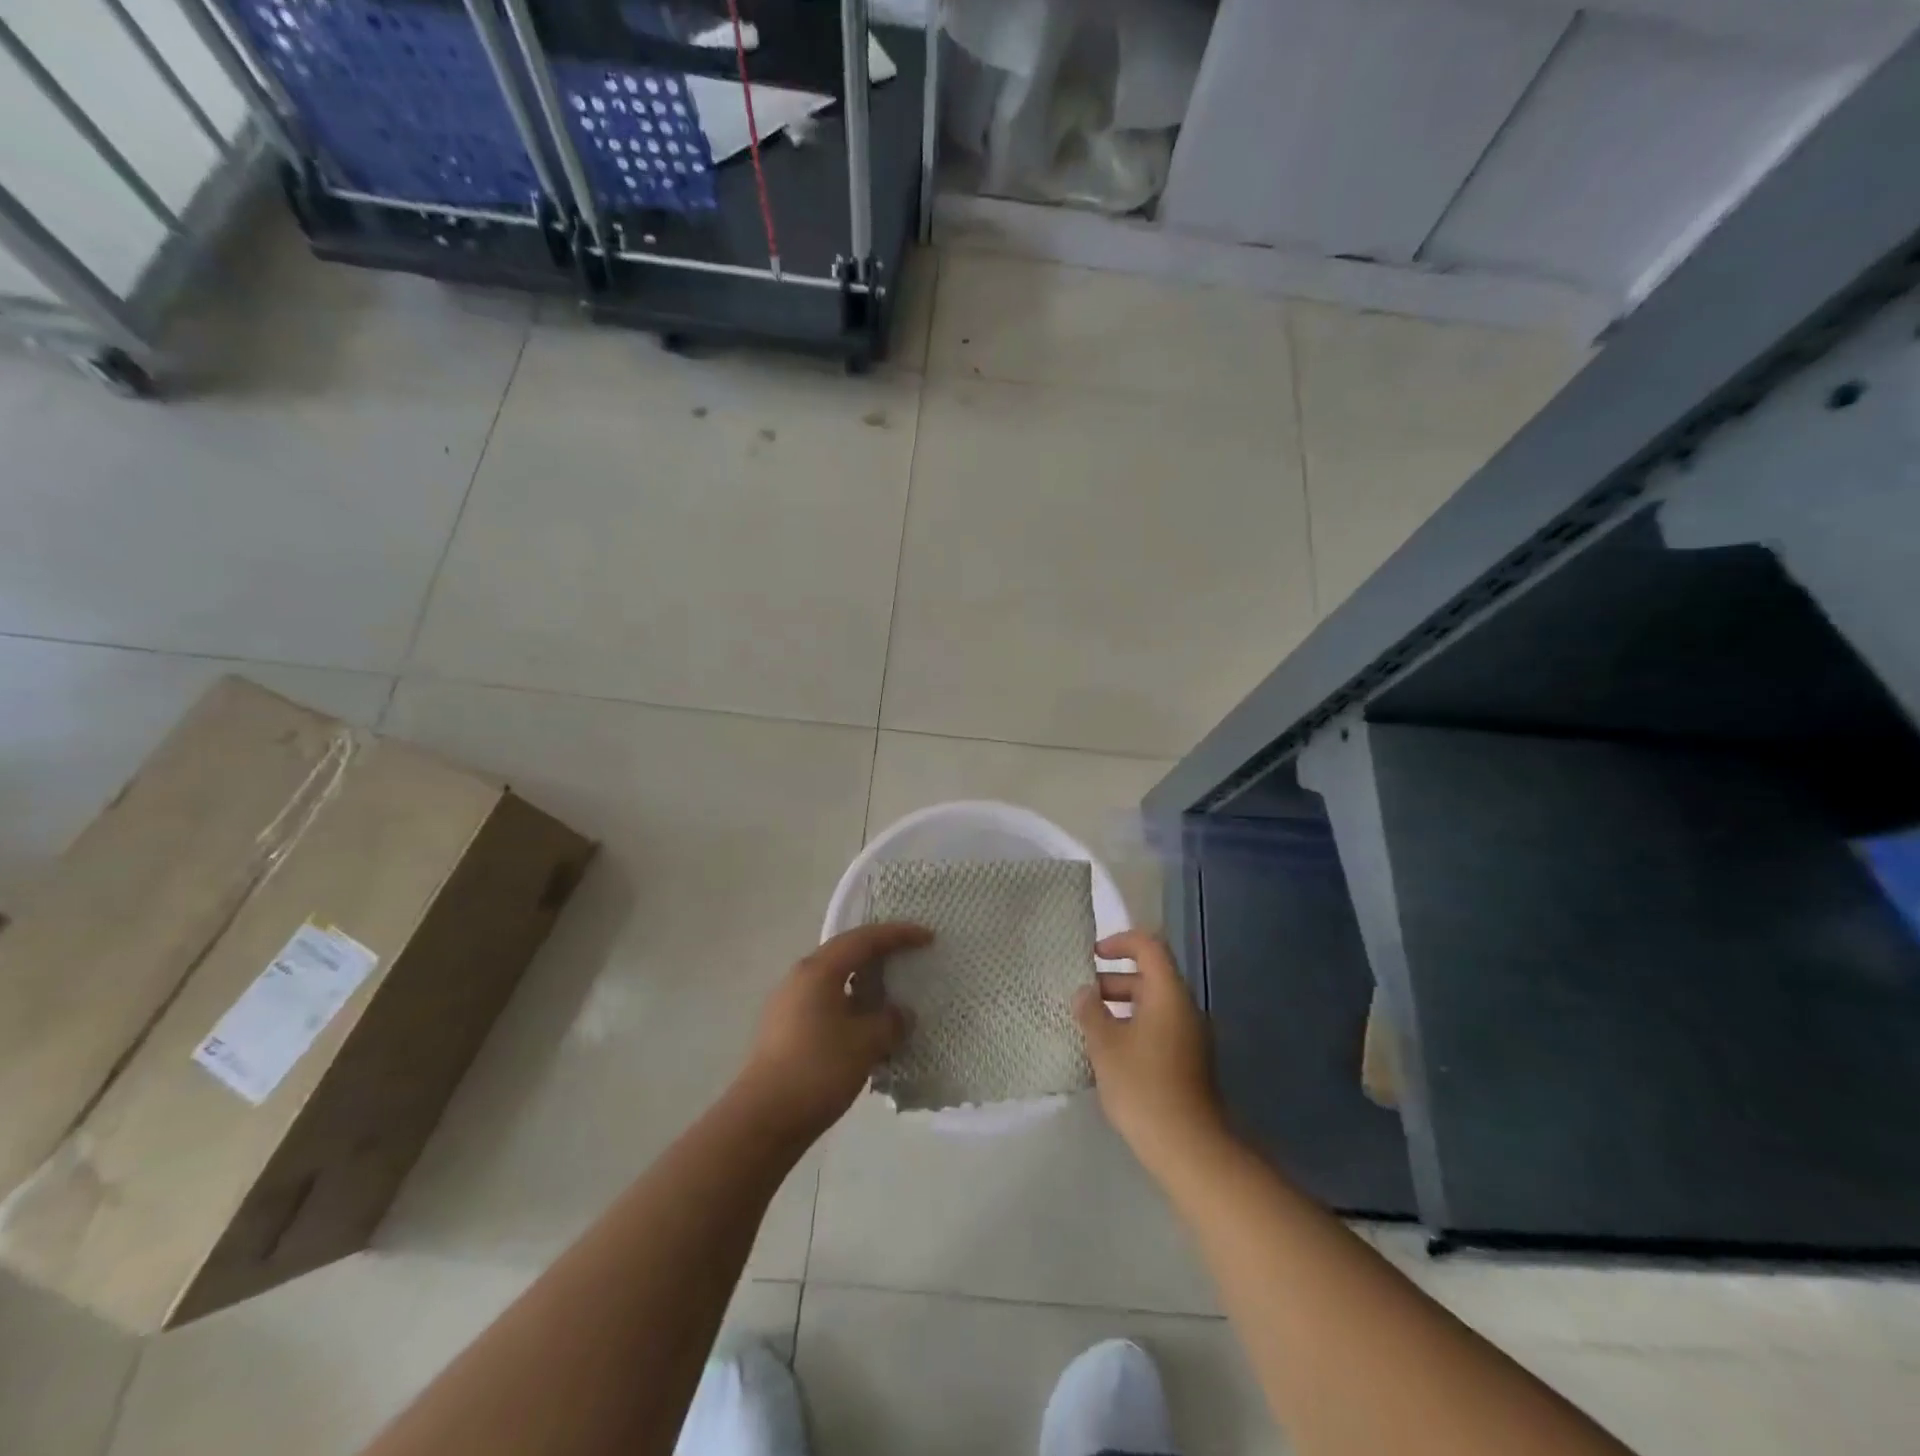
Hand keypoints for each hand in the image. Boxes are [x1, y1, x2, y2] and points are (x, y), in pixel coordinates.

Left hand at [735, 922, 930, 1143]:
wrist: (763, 1119)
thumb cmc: (818, 1070)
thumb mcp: (866, 1043)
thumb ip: (890, 1021)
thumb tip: (900, 1014)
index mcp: (819, 970)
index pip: (864, 939)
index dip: (898, 935)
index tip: (927, 937)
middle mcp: (800, 977)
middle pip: (847, 953)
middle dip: (880, 953)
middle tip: (910, 956)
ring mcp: (789, 1003)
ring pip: (835, 979)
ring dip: (864, 982)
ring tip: (891, 993)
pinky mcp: (785, 1029)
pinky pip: (826, 1002)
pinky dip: (851, 1005)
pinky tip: (867, 1026)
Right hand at [1075, 930, 1225, 1177]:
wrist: (1190, 1147)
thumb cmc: (1143, 1087)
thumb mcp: (1106, 1046)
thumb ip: (1091, 1012)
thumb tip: (1085, 993)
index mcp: (1168, 994)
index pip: (1149, 946)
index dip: (1120, 942)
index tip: (1092, 955)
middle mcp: (1185, 1008)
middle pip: (1150, 976)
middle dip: (1113, 980)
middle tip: (1082, 996)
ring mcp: (1191, 1036)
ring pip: (1153, 1005)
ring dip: (1121, 1007)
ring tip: (1090, 1025)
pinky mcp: (1190, 1061)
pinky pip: (1159, 1028)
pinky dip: (1134, 1028)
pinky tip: (1110, 1053)